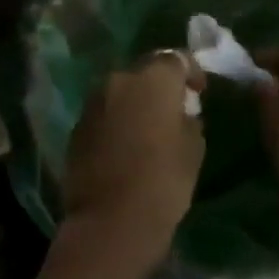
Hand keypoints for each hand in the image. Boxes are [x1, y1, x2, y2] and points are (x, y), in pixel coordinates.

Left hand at [60, 53, 205, 278]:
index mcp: (152, 79)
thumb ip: (188, 118)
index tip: (199, 91)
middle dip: (161, 85)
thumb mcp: (193, 148)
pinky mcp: (78, 123)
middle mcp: (119, 79)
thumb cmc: (163, 183)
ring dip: (137, 102)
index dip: (190, 71)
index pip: (175, 58)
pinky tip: (127, 144)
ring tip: (150, 128)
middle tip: (175, 109)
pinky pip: (105, 112)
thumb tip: (181, 111)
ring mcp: (94, 100)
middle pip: (145, 72)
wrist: (110, 220)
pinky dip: (118, 119)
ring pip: (122, 91)